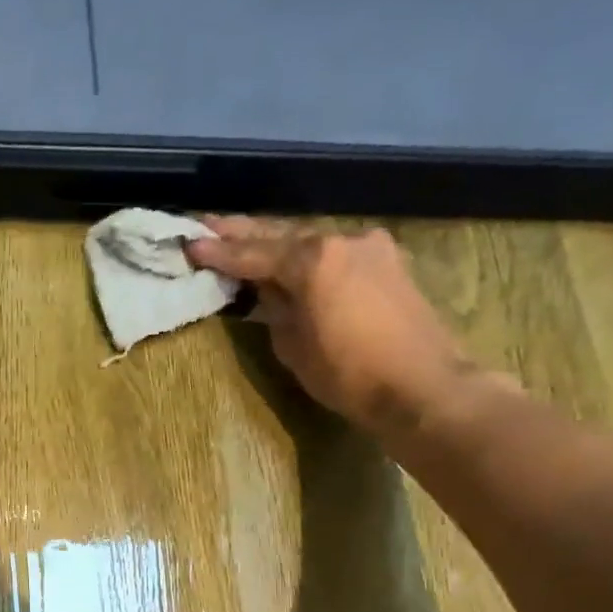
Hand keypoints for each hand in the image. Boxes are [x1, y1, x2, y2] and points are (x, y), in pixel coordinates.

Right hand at [185, 218, 476, 434]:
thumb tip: (268, 292)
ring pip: (310, 242)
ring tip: (242, 242)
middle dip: (242, 233)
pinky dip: (307, 257)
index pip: (253, 253)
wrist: (422, 386)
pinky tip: (290, 262)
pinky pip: (335, 253)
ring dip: (275, 244)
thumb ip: (275, 310)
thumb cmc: (349, 374)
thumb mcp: (294, 346)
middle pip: (281, 235)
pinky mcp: (388, 264)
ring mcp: (370, 248)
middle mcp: (342, 240)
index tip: (189, 243)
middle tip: (208, 225)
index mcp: (313, 260)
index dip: (219, 252)